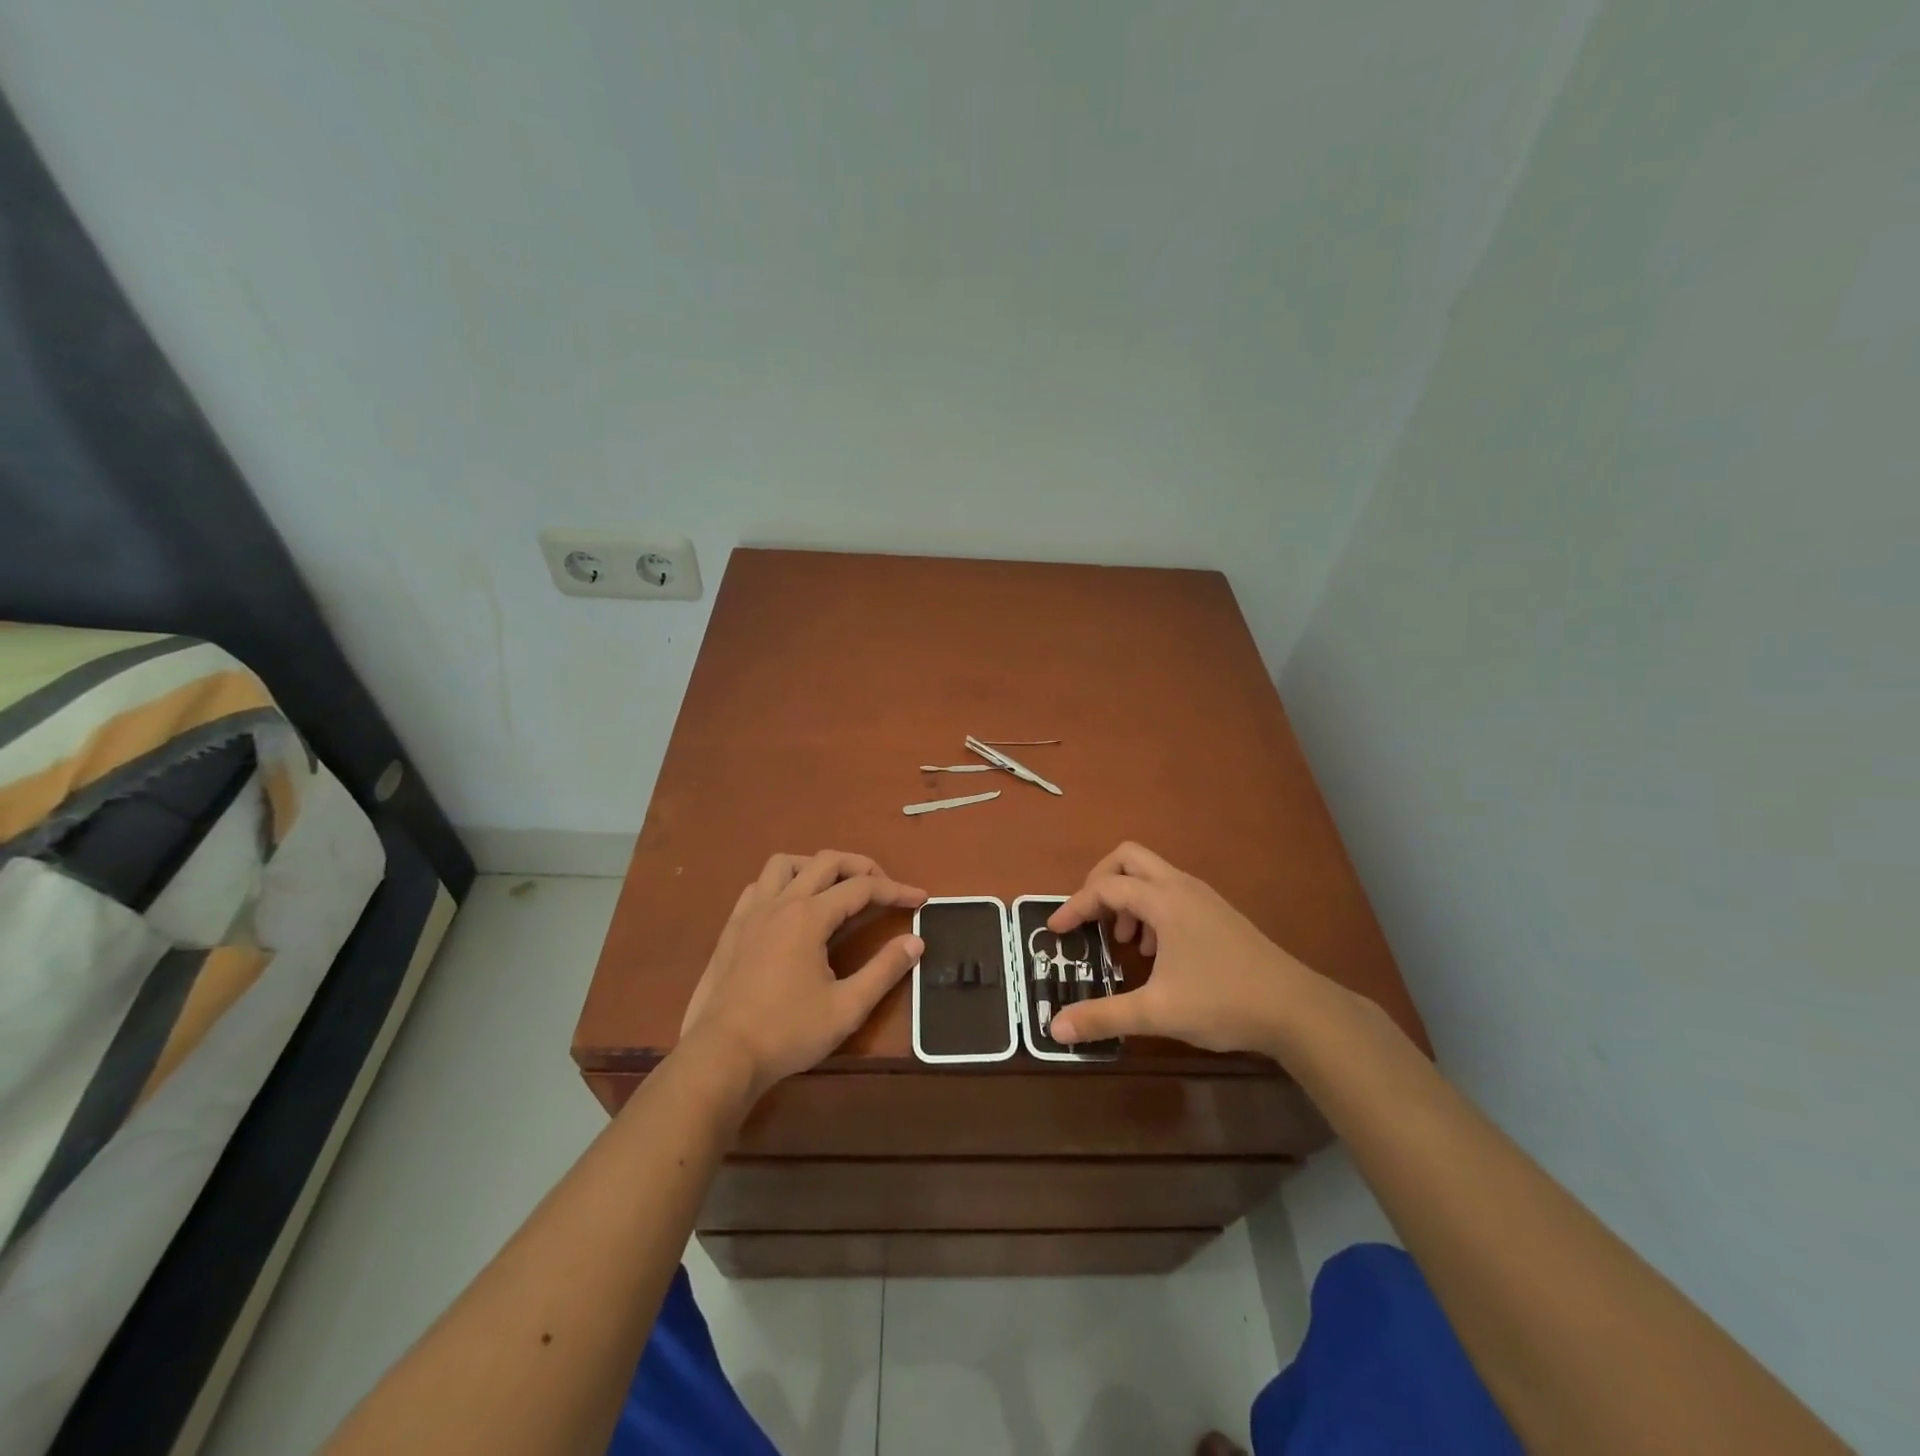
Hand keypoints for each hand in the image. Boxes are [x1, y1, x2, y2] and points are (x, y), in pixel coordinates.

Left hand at [680, 851, 926, 1098]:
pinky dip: (784, 883)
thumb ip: (884, 970)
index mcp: (809, 916)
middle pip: (826, 861)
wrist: (721, 1056)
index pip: (862, 888)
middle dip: (862, 867)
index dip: (895, 890)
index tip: (920, 899)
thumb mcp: (846, 1007)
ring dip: (817, 866)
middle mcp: (780, 902)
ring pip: (786, 863)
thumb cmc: (787, 1032)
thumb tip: (915, 941)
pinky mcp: (732, 928)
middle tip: (884, 887)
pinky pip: (760, 885)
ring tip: (835, 887)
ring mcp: (751, 912)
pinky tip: (791, 907)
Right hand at [1045, 842, 1330, 1054]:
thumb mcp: (1157, 1012)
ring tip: (1125, 942)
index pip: (1105, 888)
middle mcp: (1181, 887)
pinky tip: (1157, 953)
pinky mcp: (1218, 913)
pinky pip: (1171, 892)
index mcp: (1163, 900)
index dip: (1074, 906)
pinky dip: (1151, 909)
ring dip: (1128, 897)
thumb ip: (1103, 1016)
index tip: (1055, 931)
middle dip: (1100, 881)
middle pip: (1128, 857)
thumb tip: (1055, 1028)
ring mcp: (1203, 897)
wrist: (1296, 1009)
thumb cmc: (1222, 1001)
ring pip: (1152, 875)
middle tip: (1090, 917)